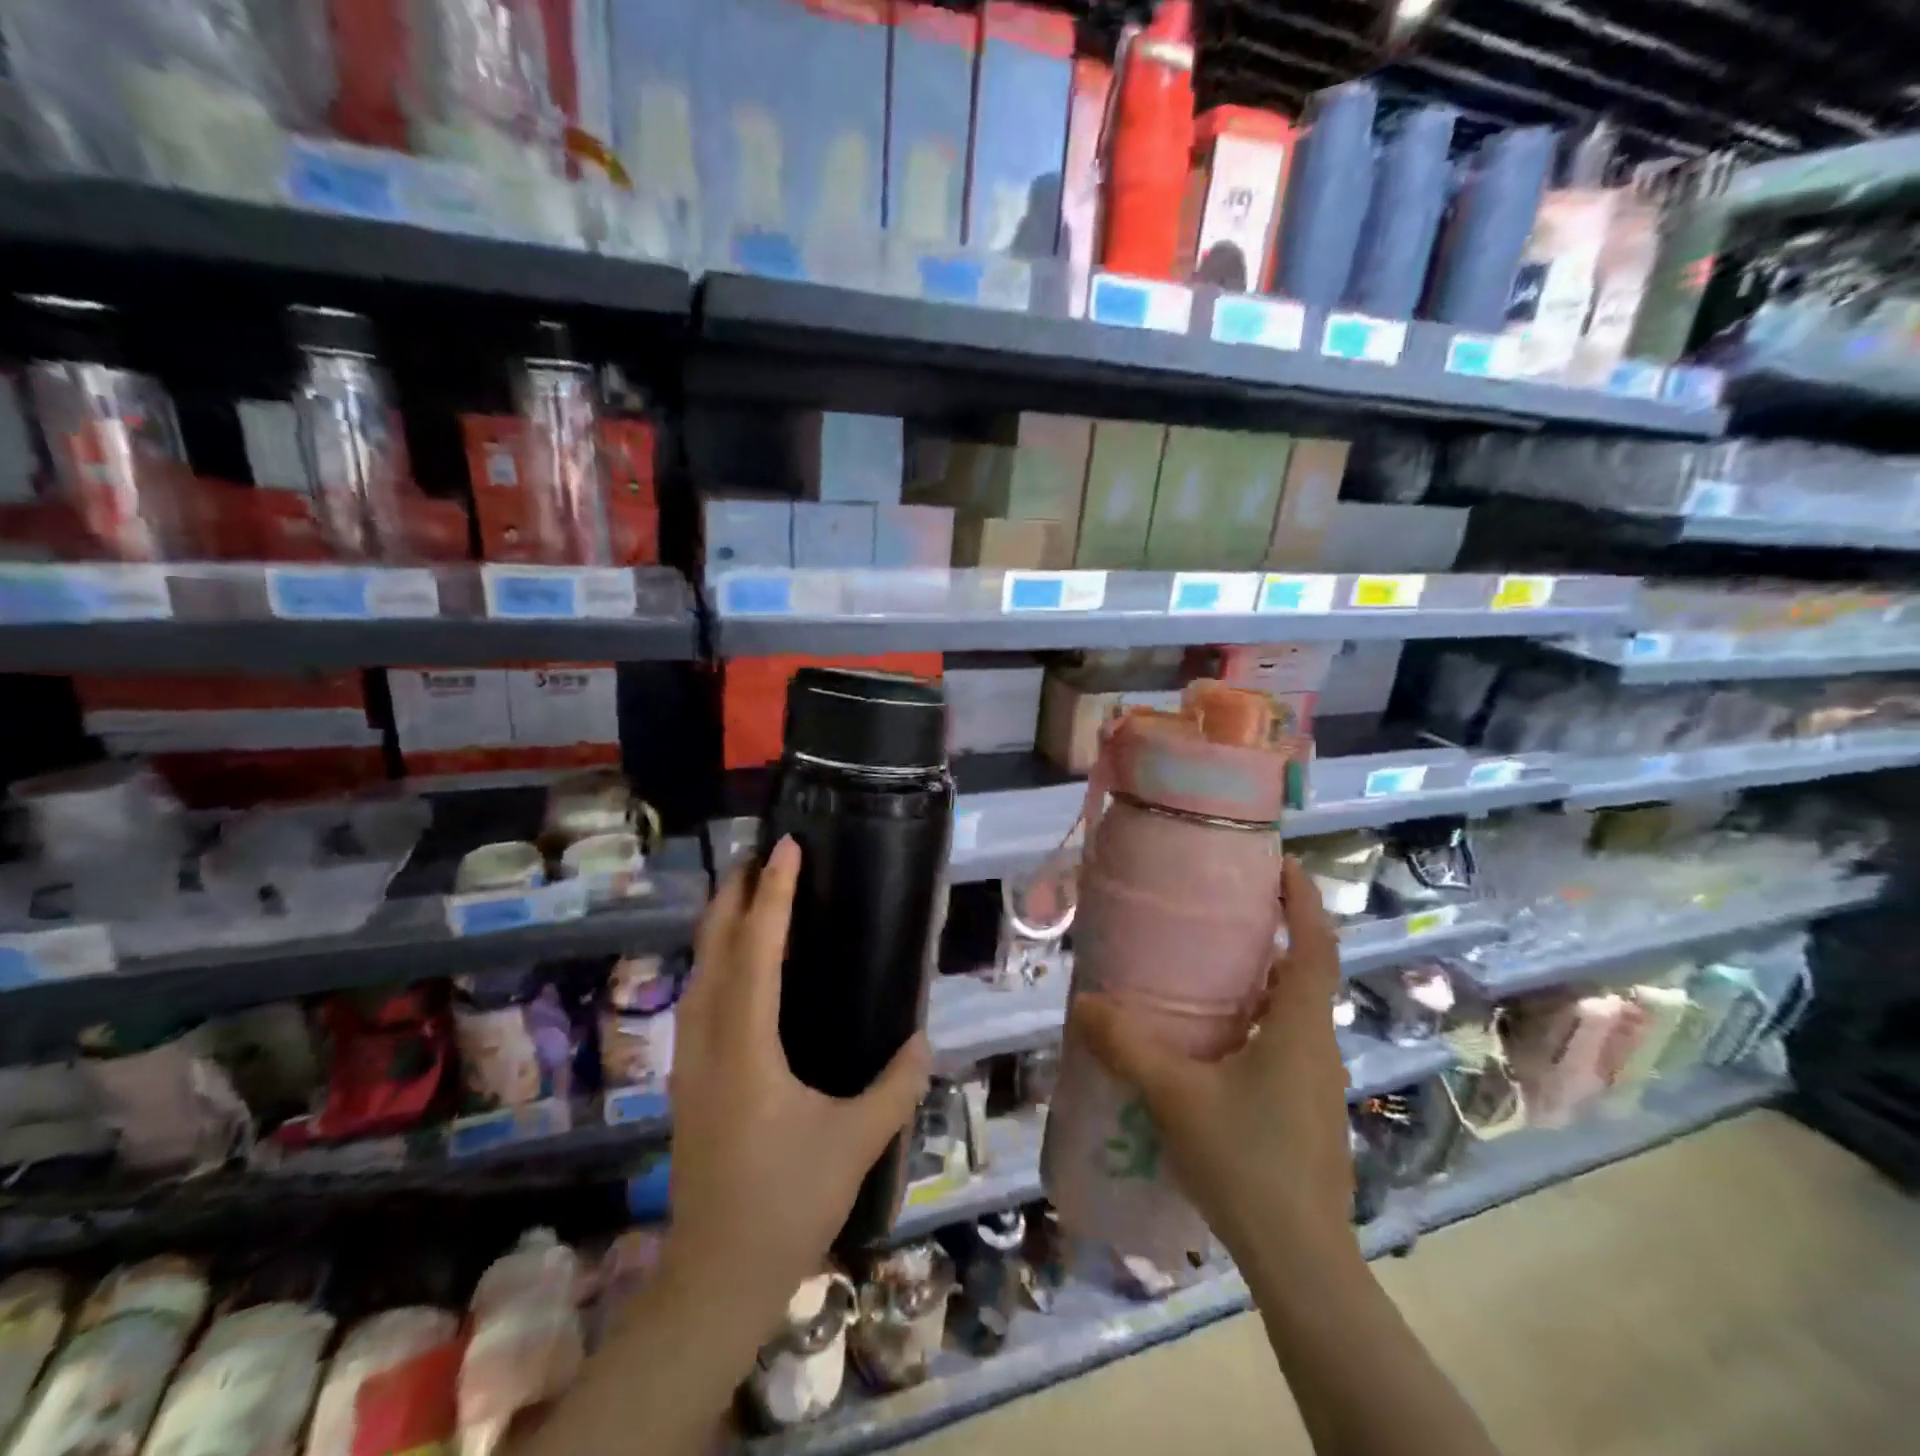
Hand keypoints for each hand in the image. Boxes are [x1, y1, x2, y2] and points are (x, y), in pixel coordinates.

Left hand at [663, 836, 931, 1333]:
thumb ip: (896, 1087)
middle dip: (733, 896)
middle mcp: (709, 1041)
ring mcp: (690, 1061)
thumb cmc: (788, 1202)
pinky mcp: (688, 1079)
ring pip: (697, 972)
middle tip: (760, 856)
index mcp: (747, 1047)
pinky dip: (714, 961)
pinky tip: (733, 965)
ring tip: (746, 894)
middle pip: (713, 950)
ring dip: (719, 925)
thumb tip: (924, 1041)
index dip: (772, 895)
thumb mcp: (855, 1143)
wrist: (716, 1276)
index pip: (757, 951)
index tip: (786, 849)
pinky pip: (697, 998)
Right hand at [1068, 855, 1351, 1259]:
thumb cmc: (1246, 1161)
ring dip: (1261, 982)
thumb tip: (1084, 1004)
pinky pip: (1283, 1044)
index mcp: (1298, 1026)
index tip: (1279, 864)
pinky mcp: (1306, 1111)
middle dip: (1274, 935)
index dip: (1302, 899)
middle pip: (1304, 972)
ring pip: (1292, 1012)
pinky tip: (1212, 1044)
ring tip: (1209, 970)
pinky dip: (1255, 1023)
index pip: (1315, 944)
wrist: (1300, 1261)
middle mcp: (1317, 1045)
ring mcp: (1316, 1083)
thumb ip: (1127, 1046)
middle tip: (1224, 912)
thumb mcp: (1175, 1096)